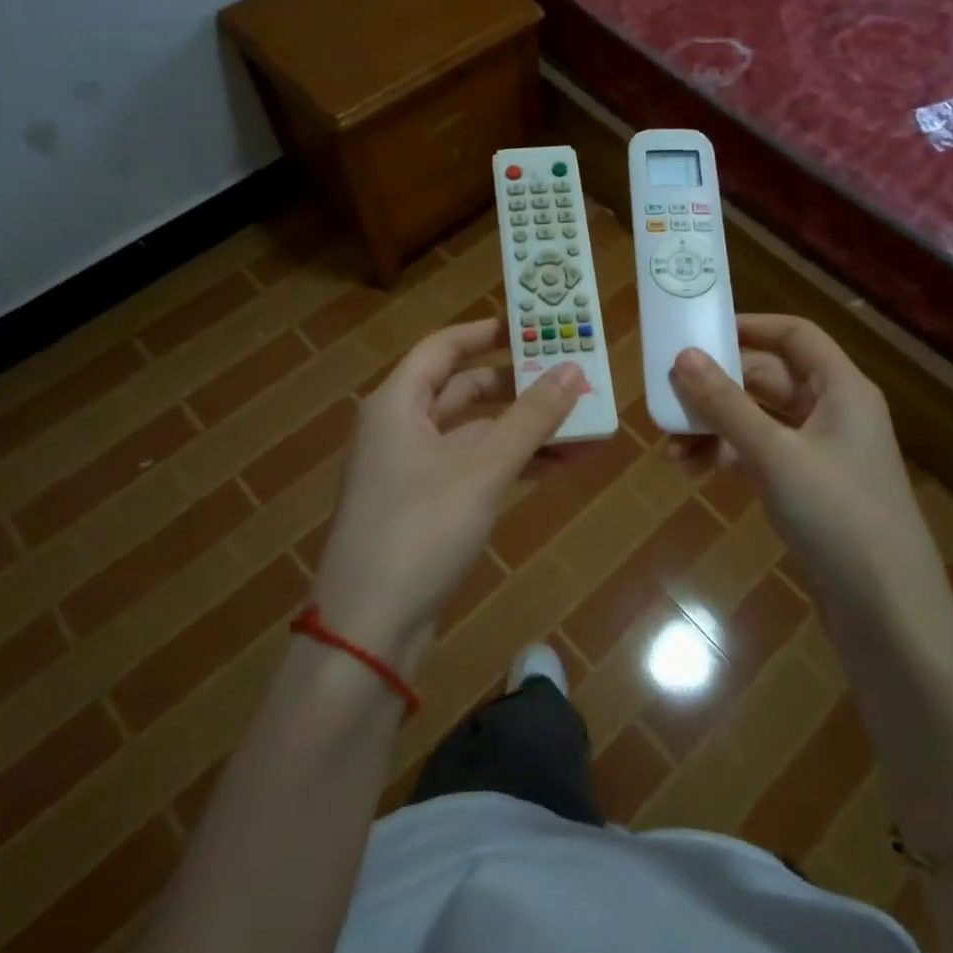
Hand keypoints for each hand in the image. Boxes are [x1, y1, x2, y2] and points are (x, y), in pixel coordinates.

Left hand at [311, 320, 587, 670]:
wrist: (369, 627)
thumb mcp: (483, 469)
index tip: (533, 324)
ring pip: (476, 433)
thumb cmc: (421, 530)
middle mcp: (401, 427)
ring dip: (525, 429)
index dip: (487, 331)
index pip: (444, 347)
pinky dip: (512, 463)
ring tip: (583, 424)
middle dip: (519, 385)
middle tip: (570, 376)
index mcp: (398, 403)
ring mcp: (412, 469)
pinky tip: (559, 466)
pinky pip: (475, 468)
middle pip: (464, 388)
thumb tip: (575, 370)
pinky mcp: (426, 505)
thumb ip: (530, 419)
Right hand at [668, 315, 952, 639]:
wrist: (887, 612)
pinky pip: (759, 456)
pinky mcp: (807, 490)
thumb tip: (682, 357)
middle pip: (768, 378)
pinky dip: (727, 457)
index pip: (794, 335)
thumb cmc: (838, 516)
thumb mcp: (776, 454)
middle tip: (667, 394)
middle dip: (717, 386)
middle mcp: (832, 413)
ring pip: (758, 421)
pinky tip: (693, 471)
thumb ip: (726, 404)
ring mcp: (819, 454)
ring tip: (670, 446)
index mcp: (841, 389)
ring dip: (714, 427)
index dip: (749, 327)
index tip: (698, 332)